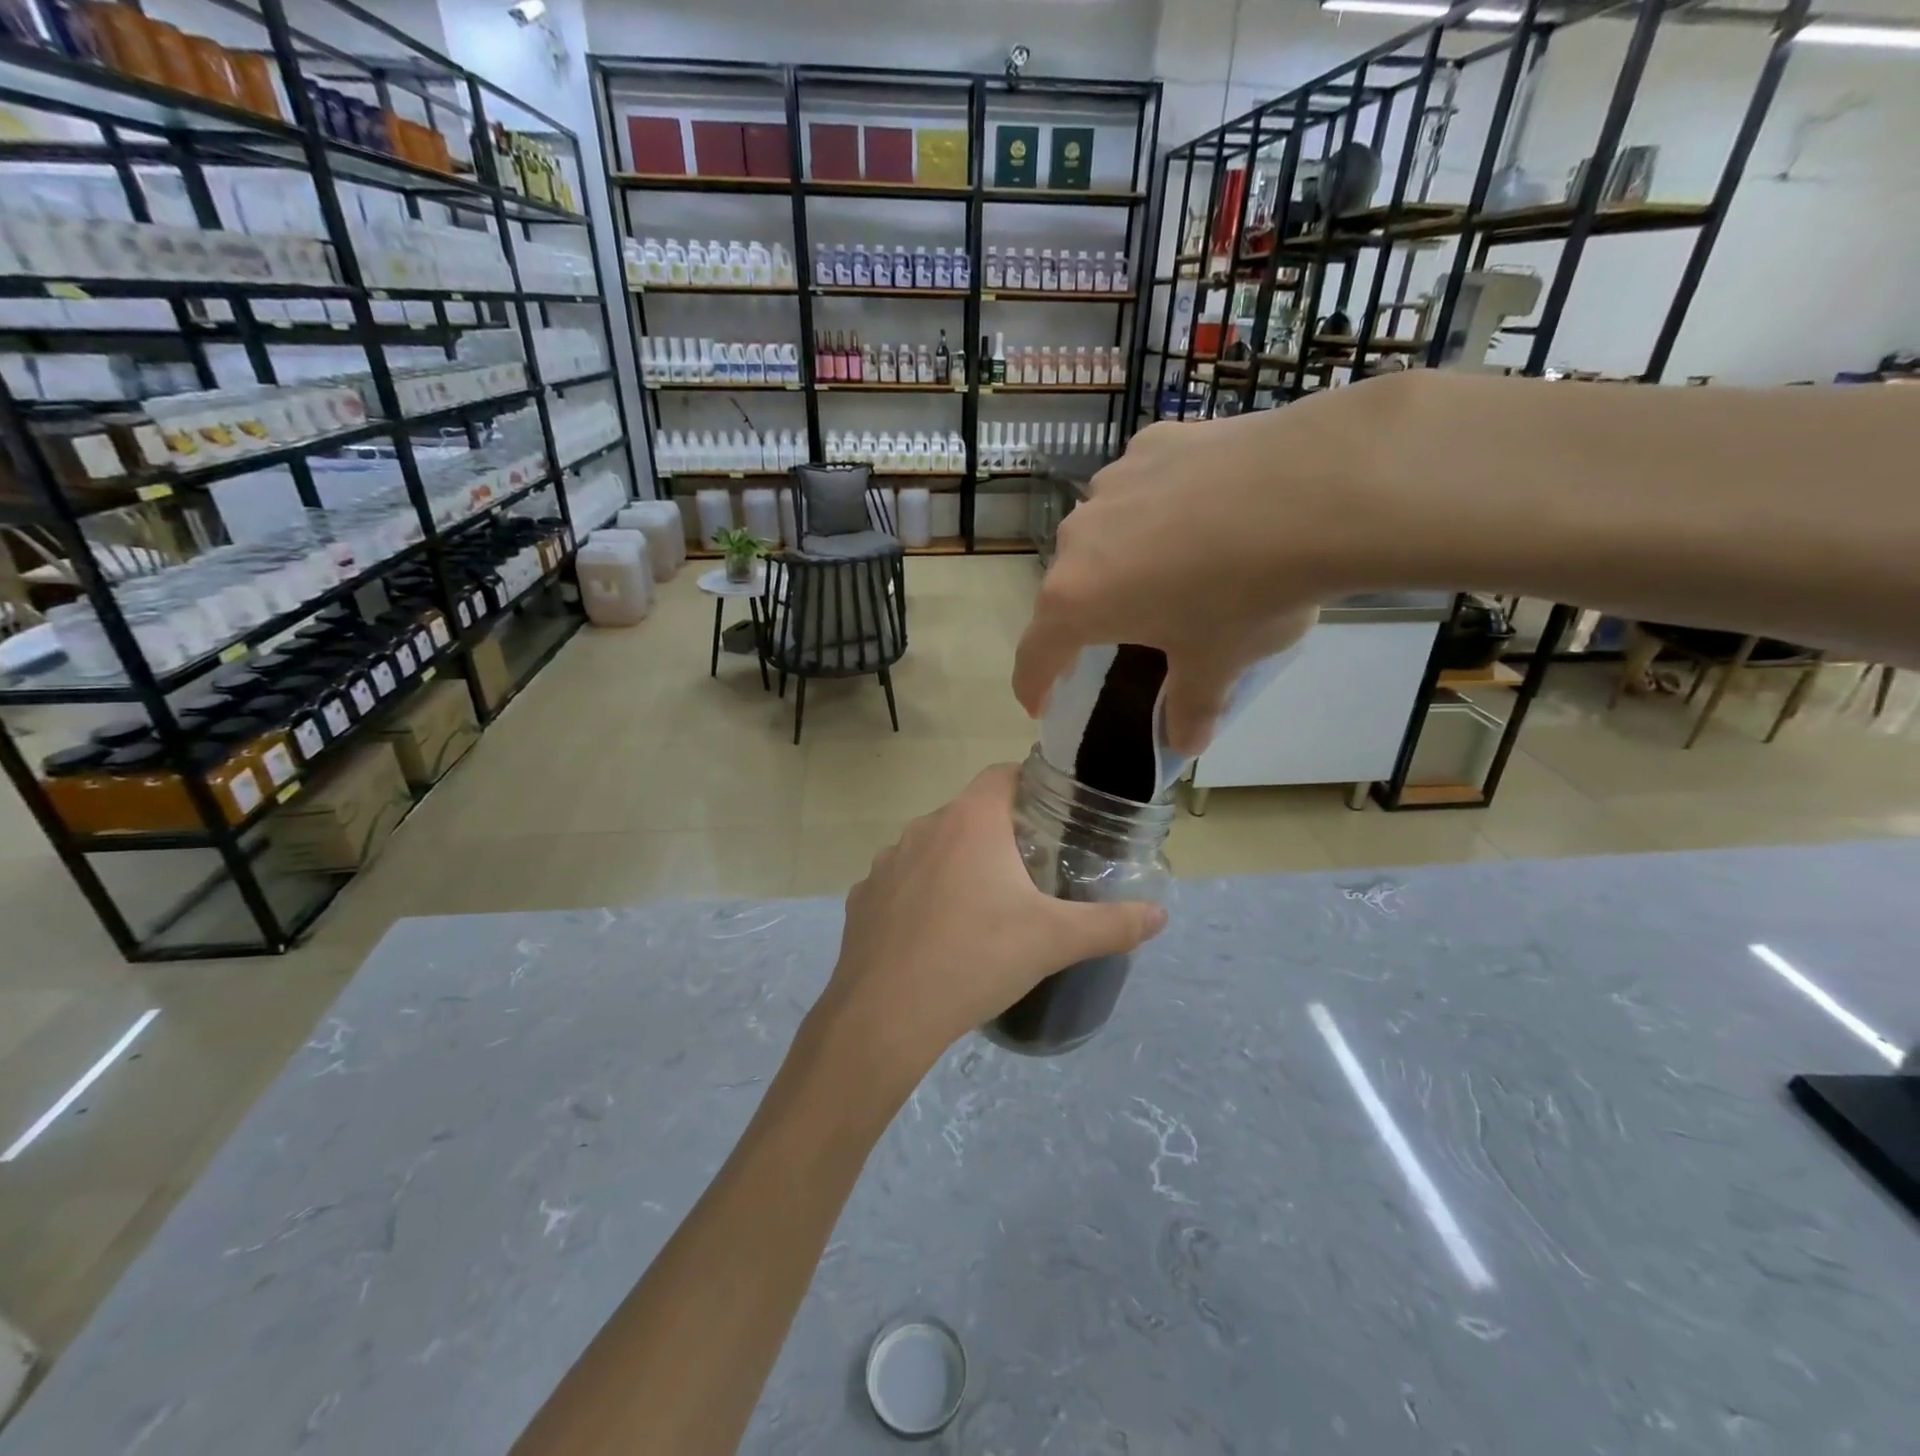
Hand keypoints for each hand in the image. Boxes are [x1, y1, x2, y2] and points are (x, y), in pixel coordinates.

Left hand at [811, 765, 1167, 1089]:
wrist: (886, 1014)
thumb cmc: (976, 959)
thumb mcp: (1054, 941)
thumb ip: (1111, 924)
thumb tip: (1160, 915)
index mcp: (970, 821)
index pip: (1003, 776)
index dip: (1030, 788)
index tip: (1052, 818)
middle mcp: (924, 827)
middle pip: (969, 814)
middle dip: (999, 835)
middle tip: (1030, 873)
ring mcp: (886, 861)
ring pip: (933, 848)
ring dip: (957, 865)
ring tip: (982, 908)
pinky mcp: (863, 896)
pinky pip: (902, 882)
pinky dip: (921, 896)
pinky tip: (936, 935)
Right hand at [1013, 385, 1396, 753]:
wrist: (1317, 488)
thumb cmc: (1246, 593)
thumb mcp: (1218, 664)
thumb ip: (1191, 707)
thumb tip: (1184, 744)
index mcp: (1076, 600)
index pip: (1035, 653)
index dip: (1034, 685)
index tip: (1039, 704)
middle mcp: (1077, 539)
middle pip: (1068, 589)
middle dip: (1088, 617)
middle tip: (1123, 636)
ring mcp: (1112, 484)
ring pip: (1102, 535)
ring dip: (1121, 559)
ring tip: (1174, 567)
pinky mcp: (1152, 444)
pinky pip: (1140, 489)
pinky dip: (1157, 509)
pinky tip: (1203, 511)